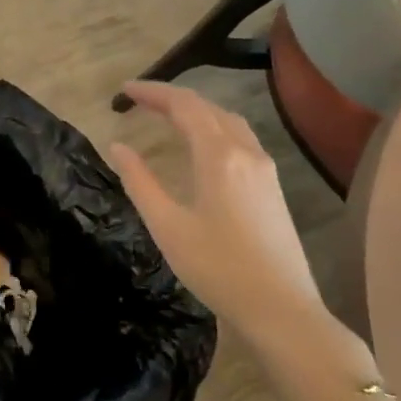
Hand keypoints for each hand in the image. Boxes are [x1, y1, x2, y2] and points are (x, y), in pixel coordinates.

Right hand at [106, 81, 338, 354]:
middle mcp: (245, 152)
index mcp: (218, 156)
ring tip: (167, 115)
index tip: (124, 90)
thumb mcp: (167, 226)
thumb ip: (139, 181)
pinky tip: (203, 144)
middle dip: (171, 97)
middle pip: (207, 107)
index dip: (152, 92)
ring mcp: (264, 168)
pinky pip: (240, 137)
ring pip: (227, 120)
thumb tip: (118, 147)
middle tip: (138, 100)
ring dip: (195, 110)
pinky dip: (213, 126)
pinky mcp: (272, 186)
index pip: (183, 106)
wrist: (282, 310)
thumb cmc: (218, 268)